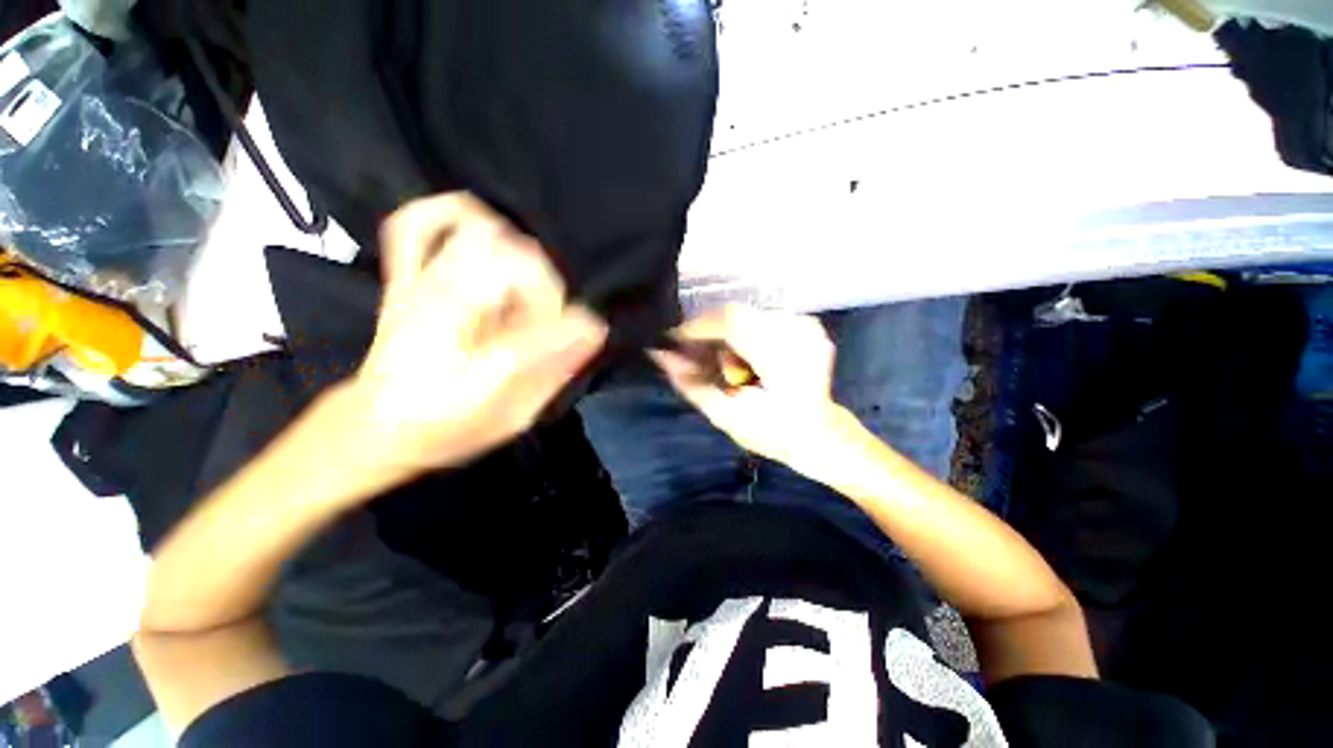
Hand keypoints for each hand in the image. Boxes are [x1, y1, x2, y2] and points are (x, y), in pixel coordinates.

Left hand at [345, 192, 606, 479]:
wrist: (373, 428)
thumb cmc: (447, 429)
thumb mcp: (510, 416)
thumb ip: (553, 371)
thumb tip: (593, 327)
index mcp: (468, 357)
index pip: (534, 317)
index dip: (566, 319)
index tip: (578, 334)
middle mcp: (443, 313)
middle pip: (509, 259)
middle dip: (544, 287)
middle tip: (545, 316)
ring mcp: (417, 288)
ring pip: (474, 231)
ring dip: (515, 250)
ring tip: (524, 281)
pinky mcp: (403, 279)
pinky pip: (413, 225)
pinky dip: (449, 215)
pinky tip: (478, 229)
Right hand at [651, 305, 845, 471]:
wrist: (819, 435)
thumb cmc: (771, 432)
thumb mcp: (725, 416)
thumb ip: (691, 384)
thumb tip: (660, 356)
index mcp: (780, 358)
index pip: (729, 320)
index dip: (697, 326)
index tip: (674, 339)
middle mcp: (797, 333)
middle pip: (736, 314)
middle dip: (709, 331)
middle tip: (693, 352)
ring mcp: (807, 327)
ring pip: (748, 315)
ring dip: (727, 333)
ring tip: (723, 361)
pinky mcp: (810, 326)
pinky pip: (764, 319)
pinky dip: (747, 334)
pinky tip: (746, 356)